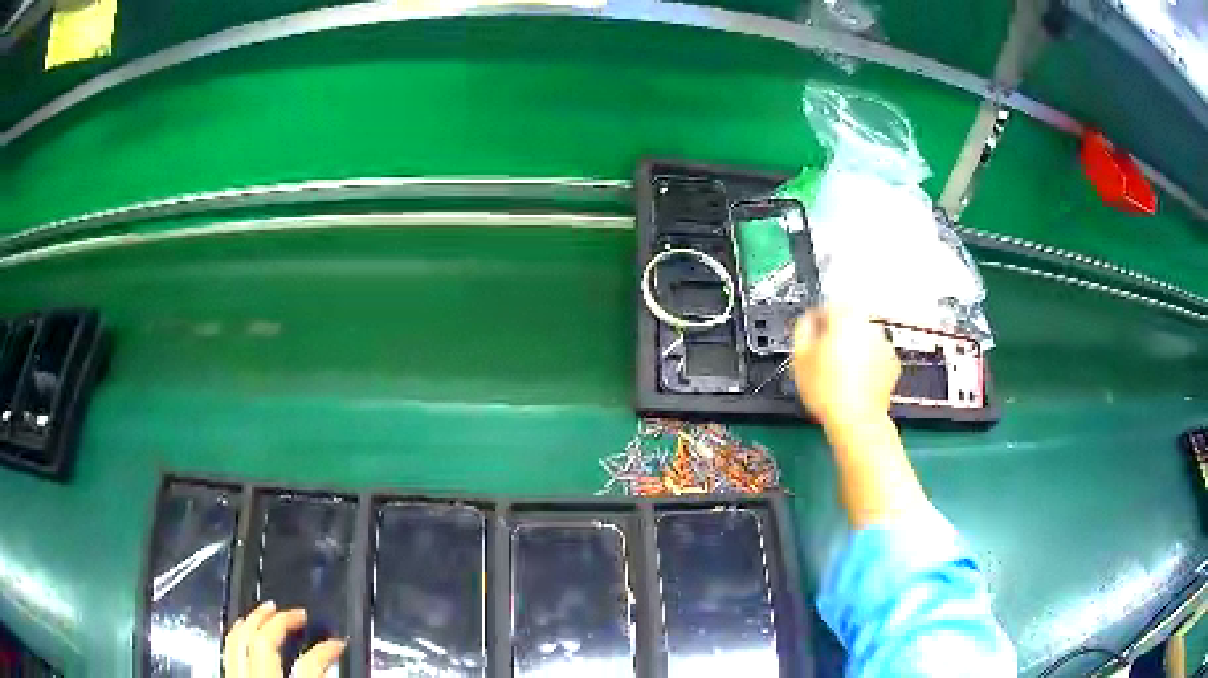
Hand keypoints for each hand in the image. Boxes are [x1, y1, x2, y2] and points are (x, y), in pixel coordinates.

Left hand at [223, 601, 345, 677]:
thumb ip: (318, 676)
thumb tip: (335, 658)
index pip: (310, 665)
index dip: (326, 650)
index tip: (340, 642)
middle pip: (265, 642)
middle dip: (281, 622)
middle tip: (297, 611)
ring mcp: (239, 677)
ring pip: (239, 641)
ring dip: (254, 621)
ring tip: (267, 609)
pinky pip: (227, 651)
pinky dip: (234, 636)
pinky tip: (240, 628)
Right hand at [791, 307, 900, 431]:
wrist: (856, 419)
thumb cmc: (827, 390)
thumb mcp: (800, 357)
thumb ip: (802, 329)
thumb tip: (808, 322)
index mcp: (846, 315)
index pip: (827, 305)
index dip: (815, 320)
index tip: (809, 334)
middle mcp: (869, 324)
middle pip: (848, 321)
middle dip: (836, 334)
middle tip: (822, 355)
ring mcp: (884, 344)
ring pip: (862, 339)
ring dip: (852, 349)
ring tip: (837, 373)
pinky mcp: (892, 363)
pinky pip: (875, 357)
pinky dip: (866, 364)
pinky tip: (853, 381)